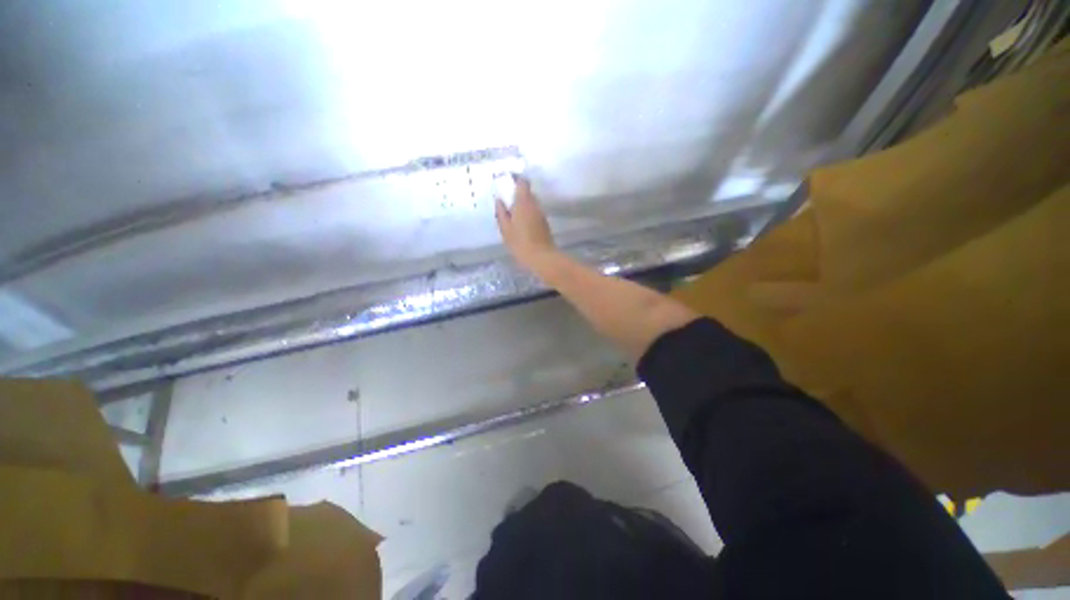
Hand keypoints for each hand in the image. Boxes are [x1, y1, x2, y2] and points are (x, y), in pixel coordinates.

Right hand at [495, 175, 558, 270]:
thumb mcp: (506, 229)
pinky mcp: (545, 224)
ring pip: (532, 204)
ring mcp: (541, 214)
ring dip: (523, 205)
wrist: (542, 257)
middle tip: (507, 202)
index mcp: (524, 202)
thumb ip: (502, 213)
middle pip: (527, 193)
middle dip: (518, 195)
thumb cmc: (520, 243)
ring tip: (513, 215)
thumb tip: (499, 200)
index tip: (508, 181)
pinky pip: (535, 213)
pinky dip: (528, 214)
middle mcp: (535, 205)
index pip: (522, 183)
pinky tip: (522, 225)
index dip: (516, 179)